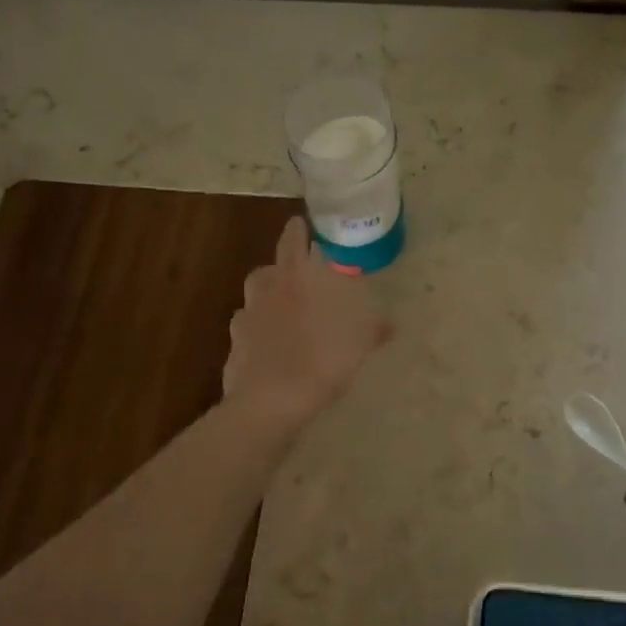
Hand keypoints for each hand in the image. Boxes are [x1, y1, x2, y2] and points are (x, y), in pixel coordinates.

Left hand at [222, 217, 391, 425]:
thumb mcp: (358, 343)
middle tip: (300, 278)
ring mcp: (246, 316)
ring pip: (254, 297)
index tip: (303, 225)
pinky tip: (269, 345)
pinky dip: (256, 331)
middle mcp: (267, 289)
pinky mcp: (234, 345)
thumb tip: (391, 323)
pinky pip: (246, 329)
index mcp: (297, 277)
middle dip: (282, 268)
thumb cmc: (321, 359)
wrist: (271, 400)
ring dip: (267, 298)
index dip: (298, 229)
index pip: (293, 239)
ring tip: (284, 311)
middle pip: (269, 266)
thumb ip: (373, 329)